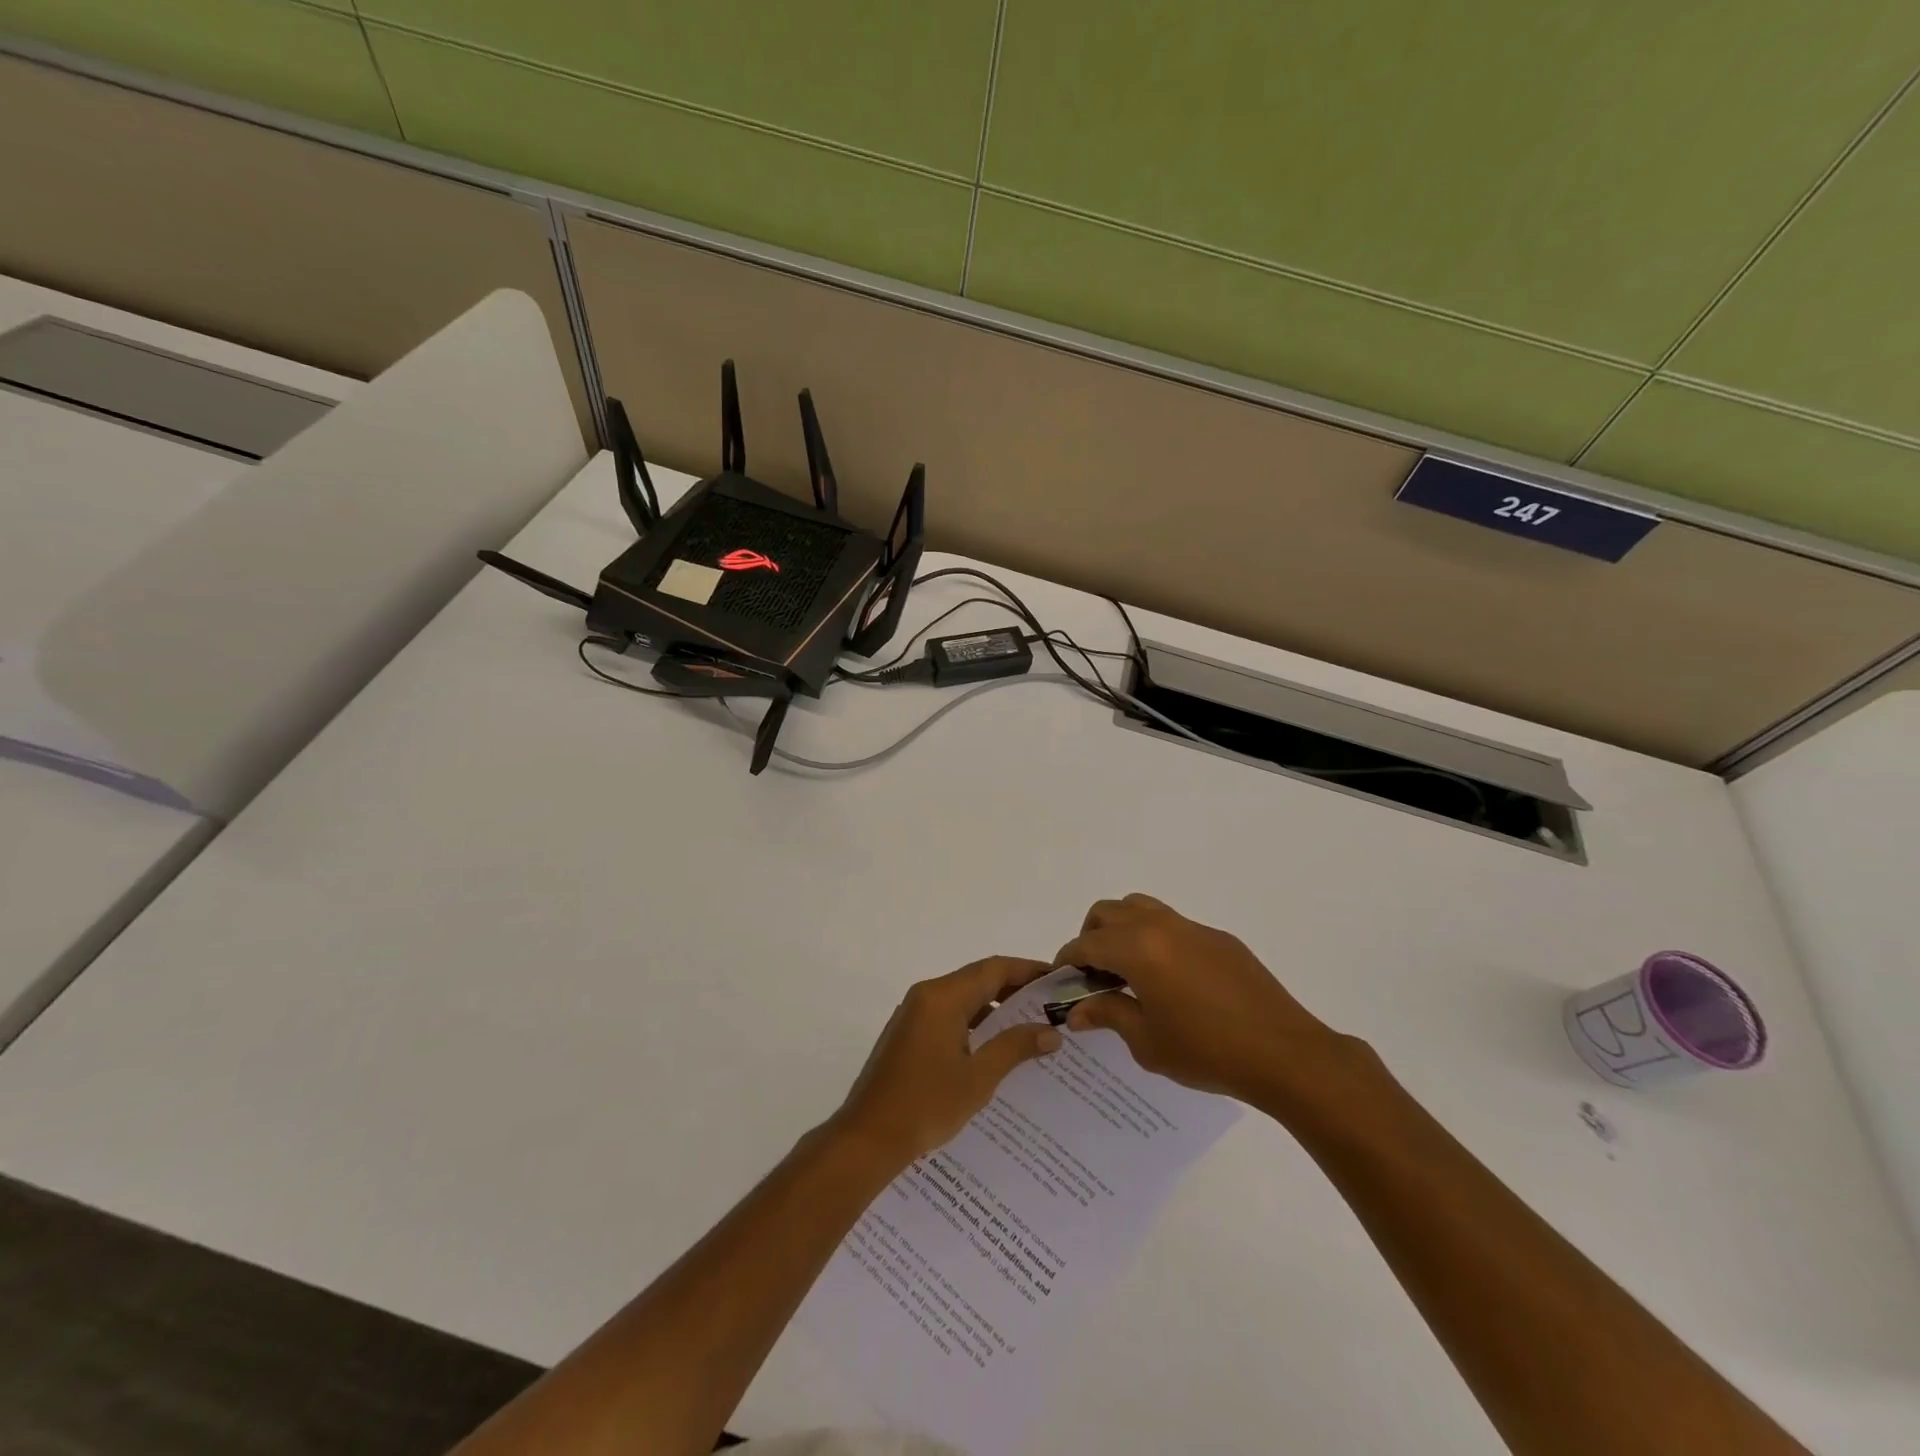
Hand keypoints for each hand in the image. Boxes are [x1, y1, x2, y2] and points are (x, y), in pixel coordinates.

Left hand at [831, 957, 1062, 1168]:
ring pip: (964, 1000)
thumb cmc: (926, 1104)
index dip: (1027, 970)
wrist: (867, 1138)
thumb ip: (1014, 1047)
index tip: (1057, 980)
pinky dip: (975, 1025)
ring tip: (1032, 1028)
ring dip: (995, 1009)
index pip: (993, 969)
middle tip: (1051, 1005)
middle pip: (978, 980)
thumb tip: (1050, 1031)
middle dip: (1015, 990)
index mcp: (942, 997)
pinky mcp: (909, 1036)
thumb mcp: (978, 1078)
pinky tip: (996, 1050)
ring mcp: (914, 1015)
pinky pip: (950, 1017)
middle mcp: (926, 996)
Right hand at [1054, 893, 1354, 1104]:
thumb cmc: (1206, 1051)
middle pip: (1108, 912)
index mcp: (1138, 948)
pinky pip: (1174, 925)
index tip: (1061, 981)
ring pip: (1141, 908)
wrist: (1284, 1054)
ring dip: (1122, 930)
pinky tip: (1169, 980)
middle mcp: (1161, 926)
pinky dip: (1155, 940)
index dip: (1067, 960)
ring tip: (1127, 970)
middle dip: (1091, 937)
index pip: (1086, 943)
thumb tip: (1078, 1011)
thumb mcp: (1147, 1041)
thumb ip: (1108, 1015)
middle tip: (1093, 975)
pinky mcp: (1219, 938)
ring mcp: (1193, 928)